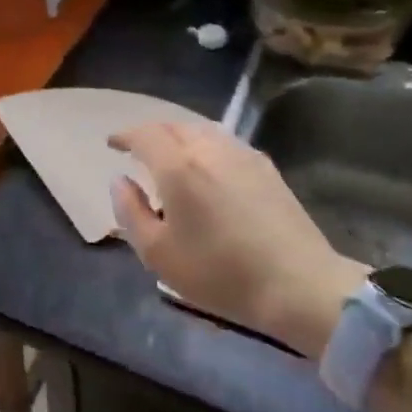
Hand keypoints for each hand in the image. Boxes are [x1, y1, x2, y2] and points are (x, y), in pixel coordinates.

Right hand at [109, 121, 366, 356]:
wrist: (299, 285)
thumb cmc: (220, 272)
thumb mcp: (158, 254)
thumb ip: (130, 211)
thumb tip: (120, 181)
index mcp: (177, 166)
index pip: (144, 135)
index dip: (124, 136)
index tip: (112, 144)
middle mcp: (208, 148)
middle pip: (172, 126)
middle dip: (151, 134)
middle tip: (138, 150)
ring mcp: (241, 154)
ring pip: (200, 130)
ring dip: (179, 137)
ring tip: (171, 156)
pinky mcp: (266, 167)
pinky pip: (224, 142)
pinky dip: (205, 145)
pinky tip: (207, 168)